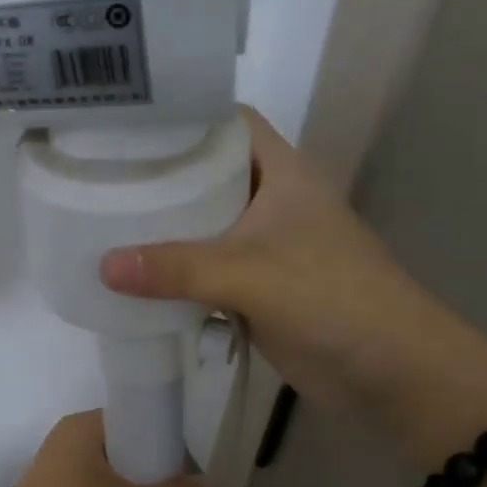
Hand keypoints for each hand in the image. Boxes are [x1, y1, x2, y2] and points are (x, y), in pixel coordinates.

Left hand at [0, 411, 211, 486]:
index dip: (165, 436)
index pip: (135, 415)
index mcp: (84, 425)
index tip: (188, 464)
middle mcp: (68, 435)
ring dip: (135, 483)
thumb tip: (214, 484)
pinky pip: (95, 482)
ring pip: (110, 465)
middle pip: (124, 440)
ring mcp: (57, 462)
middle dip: (153, 464)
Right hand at [99, 106, 445, 407]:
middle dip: (158, 176)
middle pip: (206, 174)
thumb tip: (102, 266)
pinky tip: (131, 276)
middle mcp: (270, 201)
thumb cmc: (330, 298)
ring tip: (99, 220)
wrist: (390, 371)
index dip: (181, 115)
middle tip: (95, 175)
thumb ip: (176, 268)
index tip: (124, 124)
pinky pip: (204, 271)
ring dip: (162, 229)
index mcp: (281, 173)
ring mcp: (263, 247)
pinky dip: (173, 273)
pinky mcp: (255, 288)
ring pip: (202, 225)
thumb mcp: (249, 274)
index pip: (227, 122)